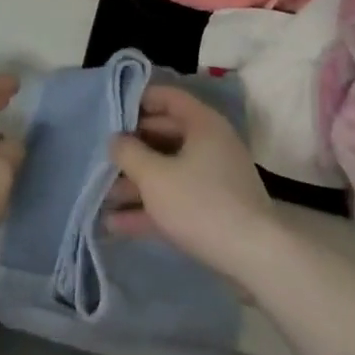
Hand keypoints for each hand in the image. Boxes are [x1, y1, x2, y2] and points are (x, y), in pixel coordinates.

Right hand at [105, 84, 287, 289]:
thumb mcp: (156, 177)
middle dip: (131, 149)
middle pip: (164, 135)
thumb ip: (130, 154)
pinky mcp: (213, 209)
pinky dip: (150, 208)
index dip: (138, 100)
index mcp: (202, 123)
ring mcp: (213, 177)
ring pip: (168, 171)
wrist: (254, 257)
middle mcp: (210, 143)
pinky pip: (176, 199)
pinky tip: (116, 225)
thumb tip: (116, 139)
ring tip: (100, 197)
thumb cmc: (201, 203)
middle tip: (100, 157)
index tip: (110, 112)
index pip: (168, 98)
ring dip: (136, 184)